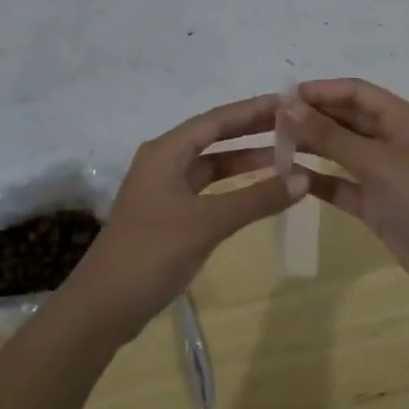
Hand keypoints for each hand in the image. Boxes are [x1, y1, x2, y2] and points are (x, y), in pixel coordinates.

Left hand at [60, 94, 306, 339]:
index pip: (216, 120)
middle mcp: (163, 162)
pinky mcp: (167, 214)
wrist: (104, 306)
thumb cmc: (153, 253)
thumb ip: (256, 199)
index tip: (288, 103)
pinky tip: (258, 192)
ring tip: (286, 157)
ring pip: (211, 165)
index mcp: (166, 152)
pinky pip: (206, 189)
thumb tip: (303, 178)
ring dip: (244, 161)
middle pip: (213, 137)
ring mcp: (164, 189)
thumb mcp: (208, 223)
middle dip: (251, 131)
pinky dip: (232, 187)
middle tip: (293, 126)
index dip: (252, 110)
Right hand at [280, 78, 408, 318]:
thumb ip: (330, 136)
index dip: (321, 90)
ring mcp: (384, 173)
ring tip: (273, 145)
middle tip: (270, 122)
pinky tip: (290, 178)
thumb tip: (287, 105)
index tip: (282, 96)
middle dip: (312, 117)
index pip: (356, 91)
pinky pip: (342, 184)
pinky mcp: (376, 203)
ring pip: (341, 151)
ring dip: (312, 147)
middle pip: (347, 118)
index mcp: (402, 120)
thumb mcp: (377, 163)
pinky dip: (320, 180)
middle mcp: (392, 140)